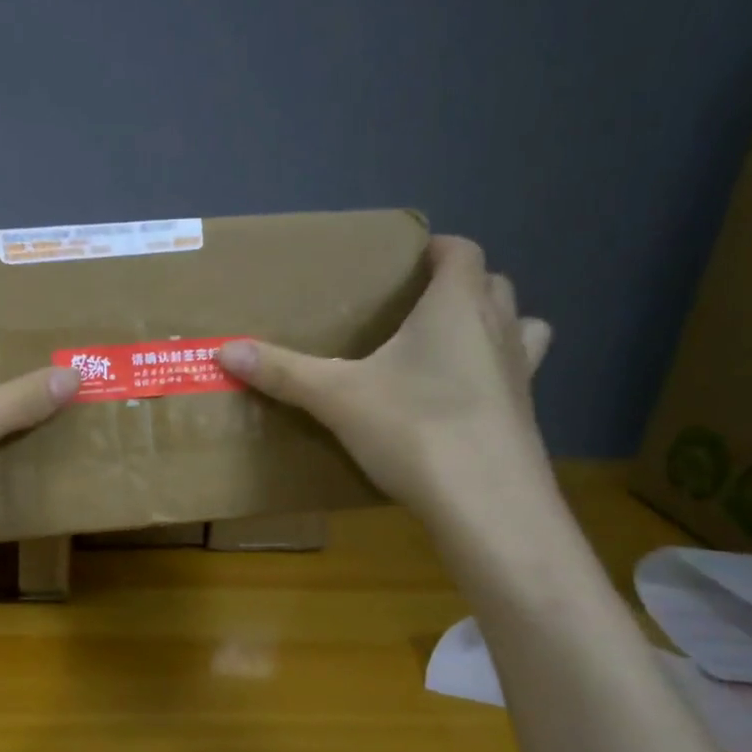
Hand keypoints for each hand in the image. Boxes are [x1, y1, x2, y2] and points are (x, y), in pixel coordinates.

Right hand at [218, 236, 553, 517]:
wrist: (486, 502)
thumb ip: (283, 371)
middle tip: (413, 306)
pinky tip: (461, 399)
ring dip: (489, 324)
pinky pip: (518, 374)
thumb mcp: (336, 397)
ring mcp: (521, 370)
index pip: (461, 251)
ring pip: (519, 325)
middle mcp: (498, 327)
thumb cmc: (414, 428)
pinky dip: (495, 372)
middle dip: (458, 285)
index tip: (405, 262)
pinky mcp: (527, 413)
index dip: (436, 248)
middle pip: (491, 283)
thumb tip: (224, 350)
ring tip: (448, 344)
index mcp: (456, 305)